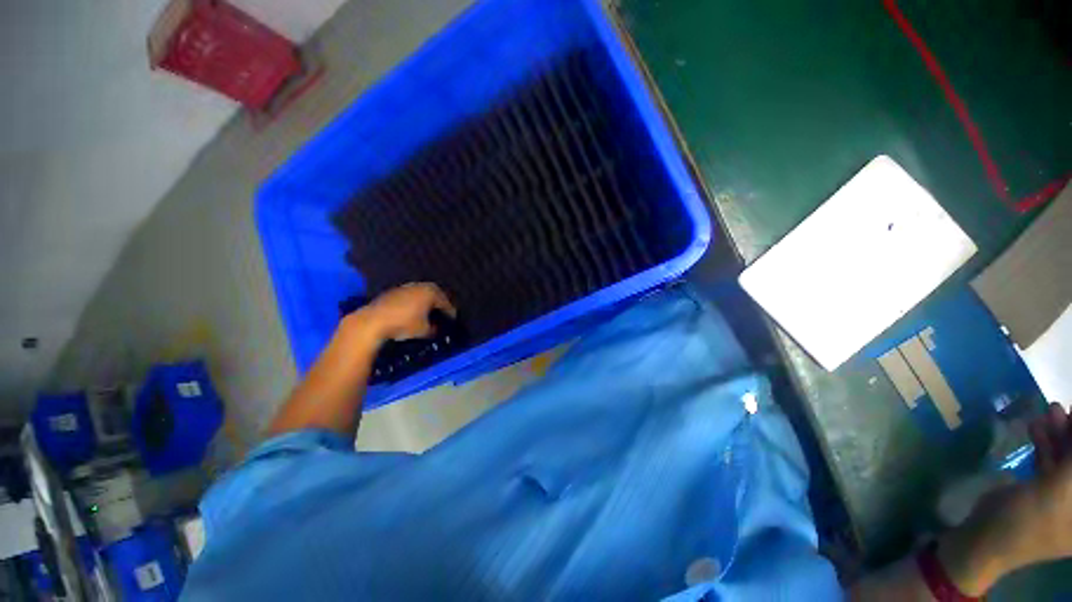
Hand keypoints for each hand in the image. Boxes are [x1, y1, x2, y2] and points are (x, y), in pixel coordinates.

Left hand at [348, 283, 455, 343]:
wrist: (373, 321)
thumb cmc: (404, 324)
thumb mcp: (424, 331)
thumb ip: (434, 329)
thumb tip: (437, 328)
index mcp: (431, 292)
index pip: (446, 303)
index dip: (450, 313)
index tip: (453, 320)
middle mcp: (420, 286)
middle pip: (434, 295)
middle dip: (438, 305)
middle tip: (442, 314)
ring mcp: (405, 287)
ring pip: (421, 295)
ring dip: (425, 303)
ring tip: (427, 313)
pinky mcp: (393, 292)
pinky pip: (409, 297)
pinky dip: (414, 303)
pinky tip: (412, 312)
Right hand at [940, 402, 1071, 594]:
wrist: (987, 537)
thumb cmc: (1030, 519)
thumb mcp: (1061, 489)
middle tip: (1068, 408)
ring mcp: (1064, 499)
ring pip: (1069, 460)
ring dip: (1062, 434)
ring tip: (1051, 409)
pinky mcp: (1045, 492)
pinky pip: (1052, 464)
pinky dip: (1047, 444)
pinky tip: (1037, 425)